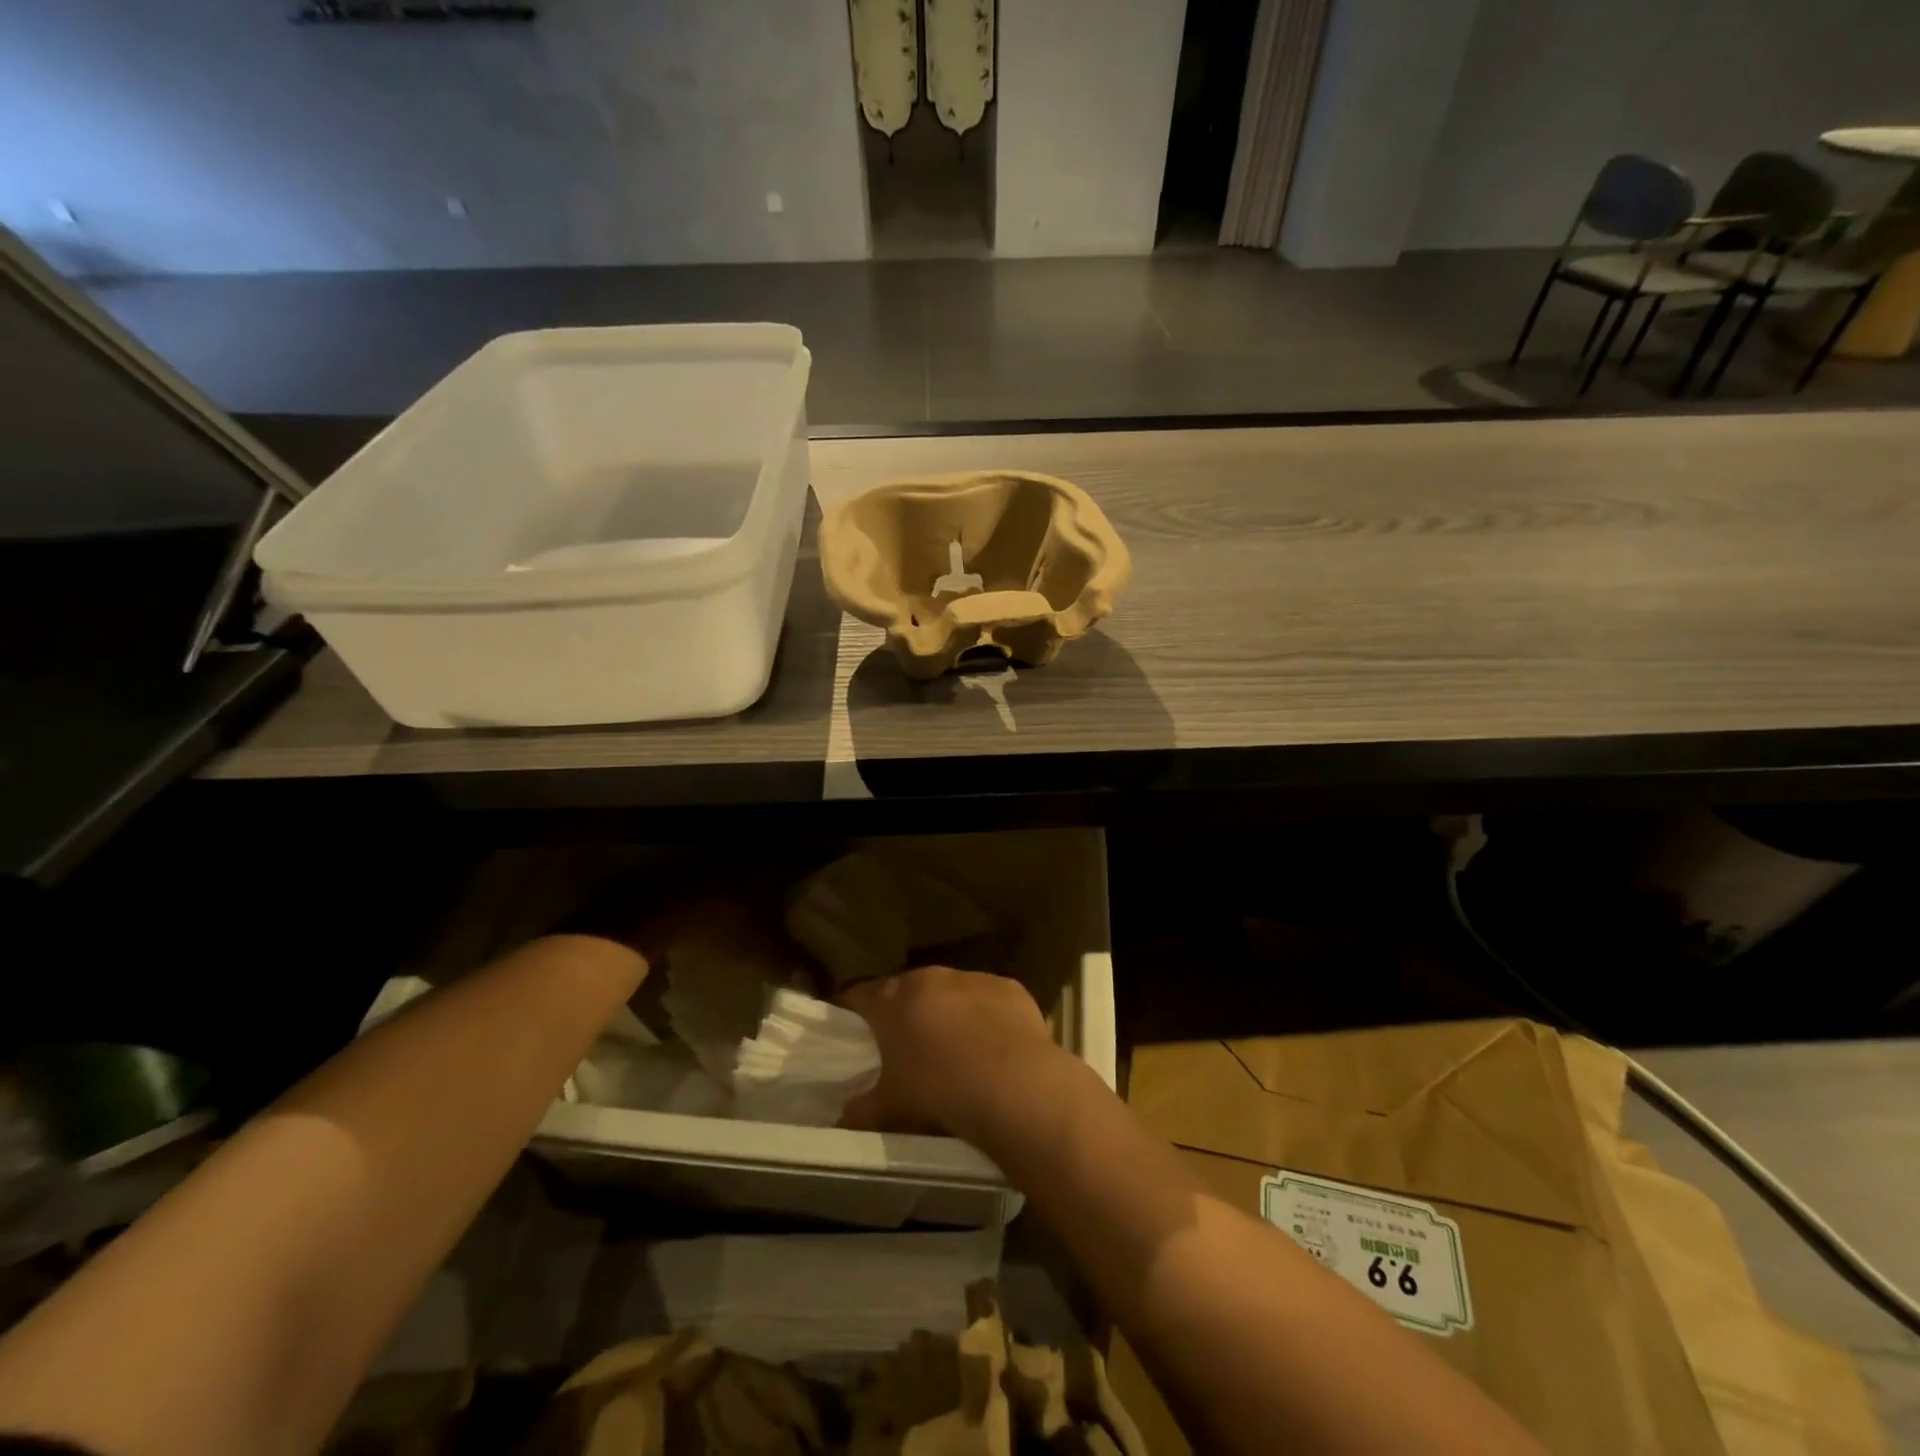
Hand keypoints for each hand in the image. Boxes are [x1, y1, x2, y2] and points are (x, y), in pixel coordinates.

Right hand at [837, 966, 1061, 1139]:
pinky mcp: (1009, 987)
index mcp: (892, 1000)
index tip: (850, 1028)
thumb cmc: (939, 1091)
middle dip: (904, 1012)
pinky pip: (989, 998)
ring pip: (950, 991)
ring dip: (947, 1011)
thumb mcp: (891, 1108)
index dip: (852, 1011)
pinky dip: (986, 1016)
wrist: (1013, 1085)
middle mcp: (929, 978)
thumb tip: (842, 1118)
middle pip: (906, 989)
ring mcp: (972, 978)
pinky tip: (993, 1046)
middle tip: (905, 1044)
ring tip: (953, 1047)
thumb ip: (861, 1111)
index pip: (859, 995)